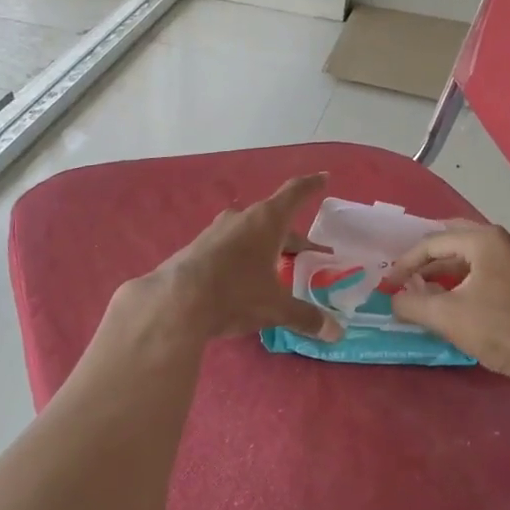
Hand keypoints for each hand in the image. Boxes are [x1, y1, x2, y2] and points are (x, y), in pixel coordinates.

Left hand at [139, 175, 342, 343]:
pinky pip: (231, 246)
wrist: (174, 302)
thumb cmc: (235, 294)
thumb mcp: (275, 307)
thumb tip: (335, 332)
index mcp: (266, 221)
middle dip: (294, 237)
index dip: (311, 185)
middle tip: (311, 254)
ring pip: (251, 233)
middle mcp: (242, 218)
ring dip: (267, 246)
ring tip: (278, 267)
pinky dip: (245, 256)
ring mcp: (216, 231)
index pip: (295, 193)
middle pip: (275, 220)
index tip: (324, 178)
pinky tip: (246, 279)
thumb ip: (305, 316)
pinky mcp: (197, 248)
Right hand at [388, 222, 509, 390]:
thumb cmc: (501, 329)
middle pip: (454, 240)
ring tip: (425, 289)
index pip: (433, 242)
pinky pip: (488, 268)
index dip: (406, 263)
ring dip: (446, 270)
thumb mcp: (446, 316)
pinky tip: (456, 298)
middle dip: (427, 259)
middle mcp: (505, 239)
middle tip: (405, 276)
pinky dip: (466, 278)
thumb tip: (394, 299)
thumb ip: (411, 304)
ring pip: (473, 255)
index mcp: (485, 239)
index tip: (389, 284)